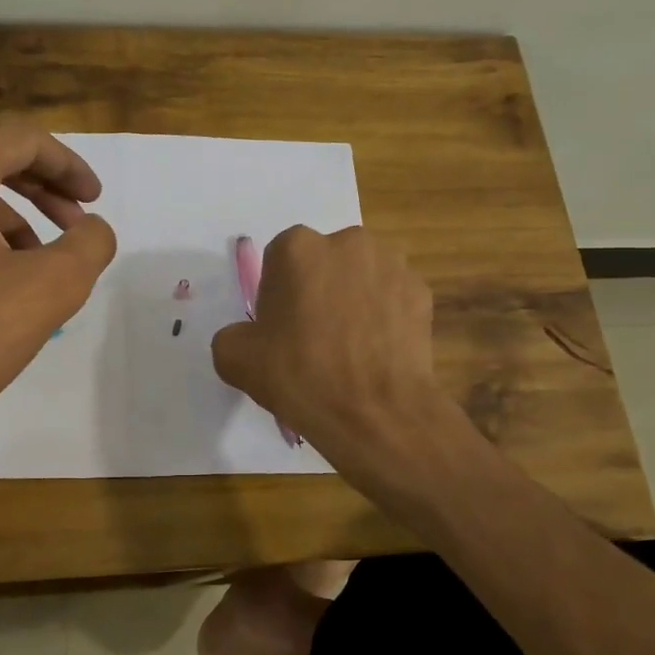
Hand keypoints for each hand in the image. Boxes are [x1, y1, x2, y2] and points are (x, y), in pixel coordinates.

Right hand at [211, 226, 453, 474]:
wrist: (374, 412)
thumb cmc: (299, 375)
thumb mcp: (234, 358)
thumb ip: (233, 334)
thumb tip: (248, 337)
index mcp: (297, 247)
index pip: (277, 260)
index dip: (276, 294)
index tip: (279, 327)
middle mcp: (347, 242)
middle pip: (322, 262)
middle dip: (316, 289)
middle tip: (312, 336)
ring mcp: (390, 265)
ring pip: (360, 277)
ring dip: (352, 298)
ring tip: (348, 346)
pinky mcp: (421, 291)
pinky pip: (391, 298)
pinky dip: (383, 316)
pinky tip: (376, 352)